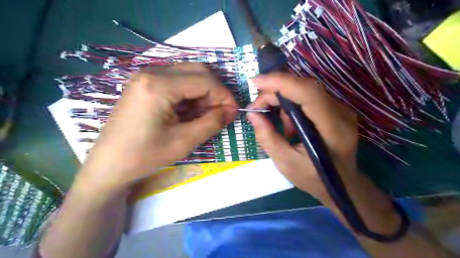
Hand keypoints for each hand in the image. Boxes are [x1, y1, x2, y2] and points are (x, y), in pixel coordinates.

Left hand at [77, 62, 237, 191]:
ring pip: (188, 74)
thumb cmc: (145, 156)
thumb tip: (232, 110)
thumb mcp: (184, 141)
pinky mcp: (145, 84)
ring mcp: (146, 76)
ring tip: (206, 114)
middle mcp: (151, 72)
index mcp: (159, 85)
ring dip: (203, 92)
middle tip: (220, 112)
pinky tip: (190, 111)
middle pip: (197, 70)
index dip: (224, 95)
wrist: (109, 164)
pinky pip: (176, 81)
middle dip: (215, 90)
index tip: (233, 111)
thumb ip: (212, 122)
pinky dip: (190, 93)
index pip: (205, 80)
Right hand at [249, 72, 358, 199]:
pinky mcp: (335, 109)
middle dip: (275, 93)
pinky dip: (292, 106)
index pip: (307, 92)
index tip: (255, 82)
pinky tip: (291, 125)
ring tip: (280, 127)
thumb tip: (252, 114)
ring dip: (283, 102)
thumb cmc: (314, 178)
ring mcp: (340, 109)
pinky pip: (308, 97)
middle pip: (303, 87)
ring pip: (304, 90)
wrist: (342, 184)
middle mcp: (340, 112)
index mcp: (332, 128)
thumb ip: (267, 137)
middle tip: (257, 109)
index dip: (280, 82)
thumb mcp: (285, 162)